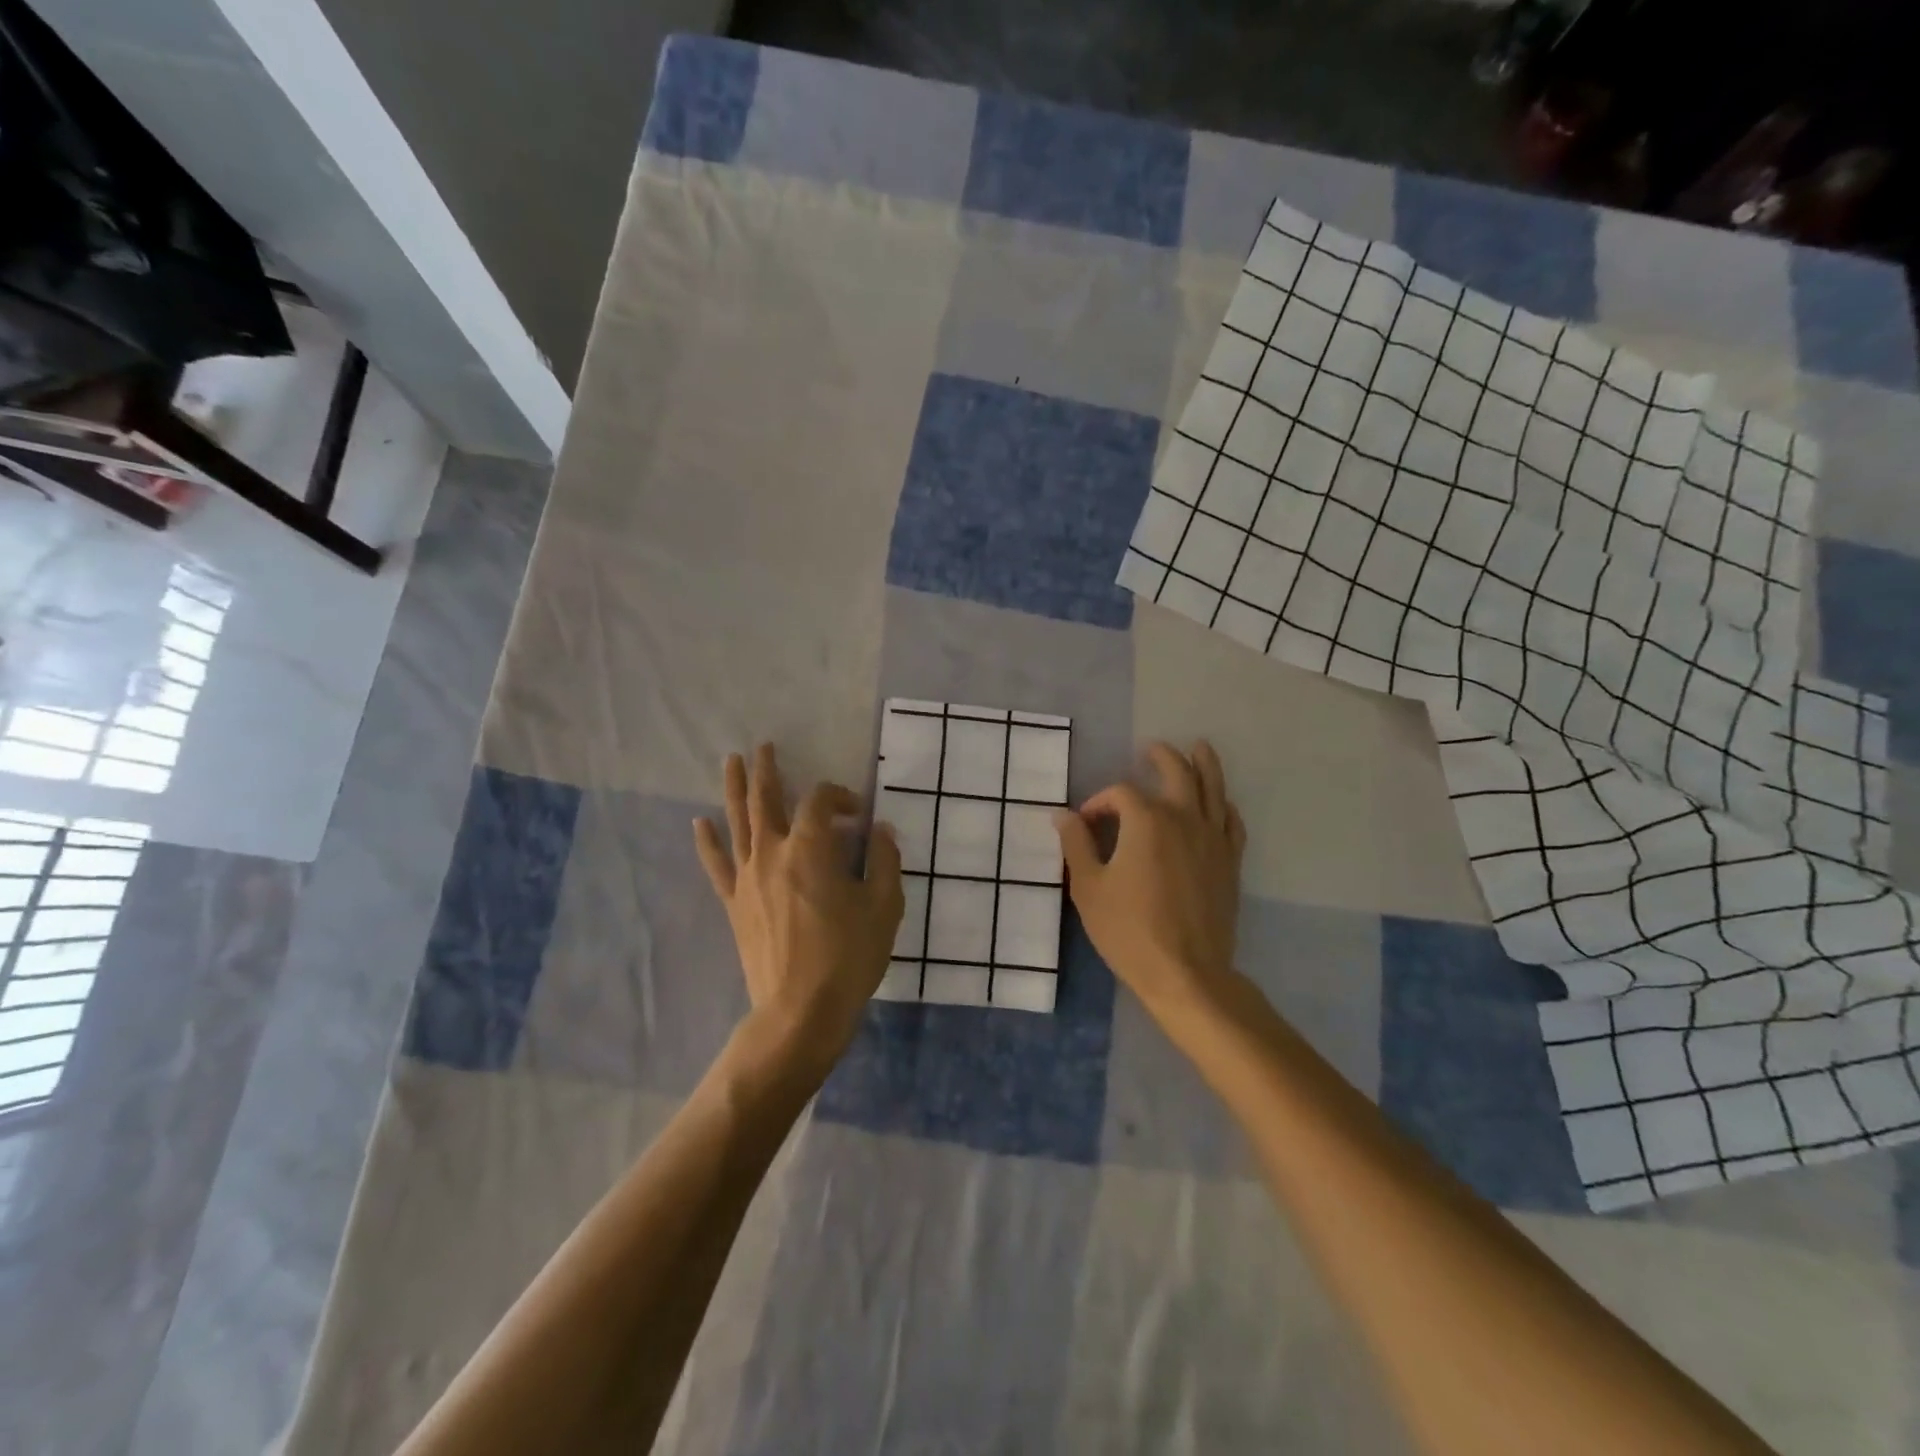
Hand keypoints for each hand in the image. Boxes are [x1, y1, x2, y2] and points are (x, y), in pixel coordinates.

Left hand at [694, 745, 904, 1074]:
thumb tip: (881, 831)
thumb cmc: (848, 956)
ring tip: (731, 761)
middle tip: (764, 747)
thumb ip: (884, 861)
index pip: (821, 801)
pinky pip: (717, 865)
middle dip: (767, 770)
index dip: (840, 796)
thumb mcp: (884, 906)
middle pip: (766, 799)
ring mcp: (748, 878)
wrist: (800, 1010)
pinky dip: (708, 842)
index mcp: (811, 848)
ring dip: (734, 789)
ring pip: (737, 822)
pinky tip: (699, 823)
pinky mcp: (735, 904)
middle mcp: (773, 853)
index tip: (859, 813)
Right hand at [1054, 741, 1246, 1020]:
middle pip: (1177, 773)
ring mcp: (1212, 840)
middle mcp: (1184, 819)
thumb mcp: (1089, 887)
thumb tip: (1062, 815)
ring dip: (1205, 765)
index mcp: (1147, 821)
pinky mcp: (1230, 862)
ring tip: (1200, 747)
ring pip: (1213, 790)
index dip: (1099, 803)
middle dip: (1162, 757)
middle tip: (1151, 748)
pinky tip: (1221, 803)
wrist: (1186, 973)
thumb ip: (1076, 844)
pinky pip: (1232, 823)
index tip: (1084, 824)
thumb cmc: (1129, 930)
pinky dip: (1225, 806)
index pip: (1121, 794)